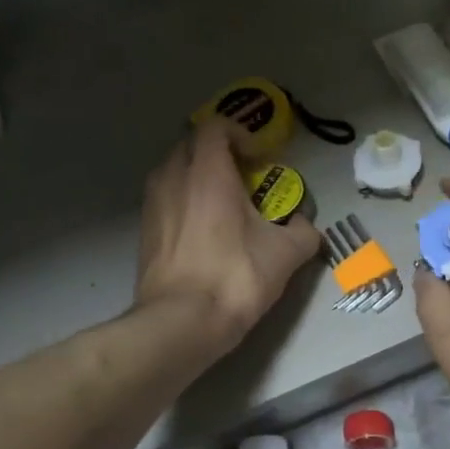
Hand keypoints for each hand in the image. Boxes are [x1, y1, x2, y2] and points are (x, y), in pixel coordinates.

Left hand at [135, 119, 322, 353]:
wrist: (181, 322)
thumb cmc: (235, 277)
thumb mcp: (285, 254)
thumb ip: (303, 232)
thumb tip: (305, 227)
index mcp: (207, 172)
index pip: (215, 126)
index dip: (239, 133)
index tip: (258, 158)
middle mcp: (173, 178)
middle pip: (190, 145)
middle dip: (217, 153)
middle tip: (243, 177)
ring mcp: (152, 205)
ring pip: (173, 172)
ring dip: (196, 177)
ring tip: (222, 204)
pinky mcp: (144, 232)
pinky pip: (164, 200)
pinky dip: (183, 202)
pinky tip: (202, 232)